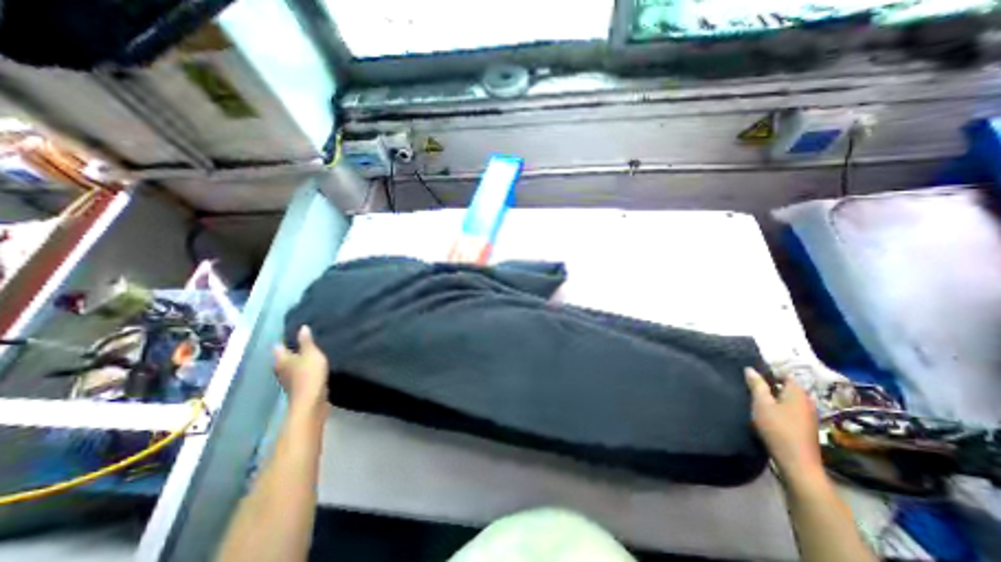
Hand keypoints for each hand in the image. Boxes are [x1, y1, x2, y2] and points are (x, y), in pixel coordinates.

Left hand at [274, 325, 331, 417]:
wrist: (311, 401)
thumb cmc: (309, 374)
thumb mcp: (311, 353)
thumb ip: (306, 341)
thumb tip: (302, 327)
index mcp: (281, 359)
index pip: (279, 346)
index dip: (285, 339)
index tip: (294, 333)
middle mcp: (281, 369)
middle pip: (283, 357)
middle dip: (292, 351)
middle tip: (303, 342)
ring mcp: (288, 380)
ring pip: (291, 367)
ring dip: (298, 361)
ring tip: (310, 353)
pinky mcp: (298, 388)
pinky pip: (299, 374)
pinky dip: (304, 370)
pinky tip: (313, 367)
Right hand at [746, 367, 824, 480]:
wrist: (797, 462)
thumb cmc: (778, 428)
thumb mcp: (762, 404)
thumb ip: (756, 385)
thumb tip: (750, 369)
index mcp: (798, 393)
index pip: (785, 374)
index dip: (770, 371)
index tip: (753, 372)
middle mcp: (806, 402)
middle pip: (787, 387)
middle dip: (770, 384)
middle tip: (750, 383)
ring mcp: (807, 415)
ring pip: (787, 399)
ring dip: (773, 396)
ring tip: (755, 396)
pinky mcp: (804, 427)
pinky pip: (789, 409)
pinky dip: (778, 406)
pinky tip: (766, 411)